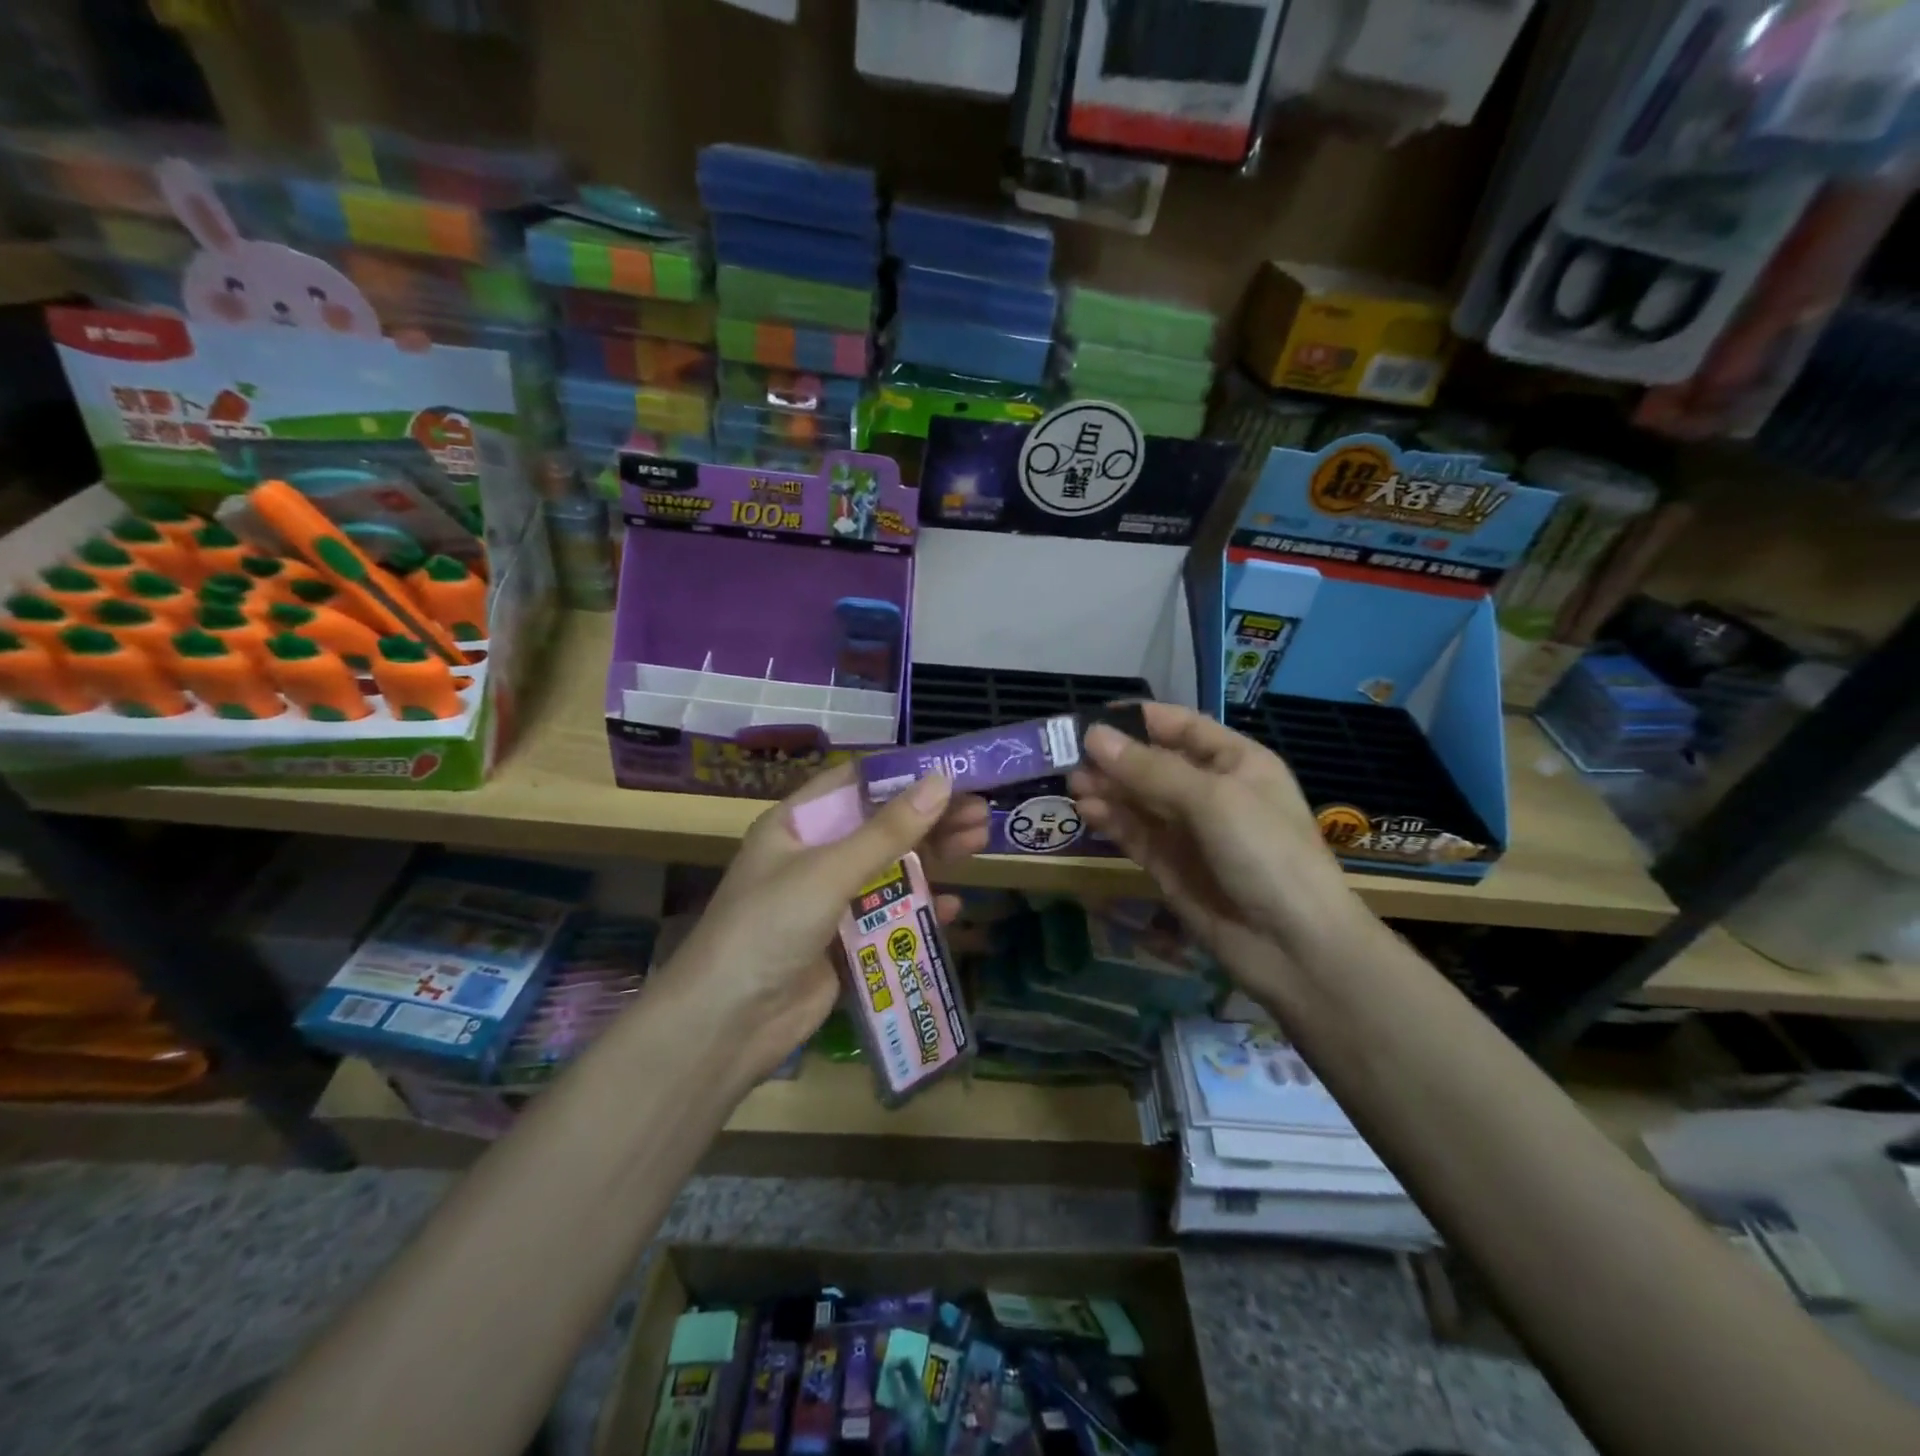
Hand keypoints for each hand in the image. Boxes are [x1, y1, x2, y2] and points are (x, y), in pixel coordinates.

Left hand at [654, 763, 989, 1085]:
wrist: (728, 1023)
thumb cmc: (769, 927)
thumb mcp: (829, 871)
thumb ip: (888, 830)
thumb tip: (941, 781)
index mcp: (797, 826)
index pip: (855, 785)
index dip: (902, 775)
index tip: (951, 771)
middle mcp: (814, 857)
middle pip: (881, 827)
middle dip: (929, 818)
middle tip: (982, 812)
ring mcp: (830, 902)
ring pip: (891, 870)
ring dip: (934, 858)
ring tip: (980, 842)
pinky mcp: (845, 943)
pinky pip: (890, 917)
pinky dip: (920, 909)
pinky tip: (954, 906)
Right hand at [1067, 703, 1364, 970]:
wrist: (1295, 947)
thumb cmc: (1265, 852)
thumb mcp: (1212, 798)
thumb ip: (1148, 769)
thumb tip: (1092, 736)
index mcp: (1236, 762)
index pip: (1182, 727)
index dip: (1140, 719)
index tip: (1092, 717)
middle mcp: (1212, 792)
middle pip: (1154, 764)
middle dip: (1114, 758)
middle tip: (1069, 755)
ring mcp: (1190, 832)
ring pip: (1139, 800)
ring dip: (1107, 789)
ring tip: (1073, 783)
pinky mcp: (1170, 867)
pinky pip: (1136, 834)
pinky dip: (1112, 821)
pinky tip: (1087, 811)